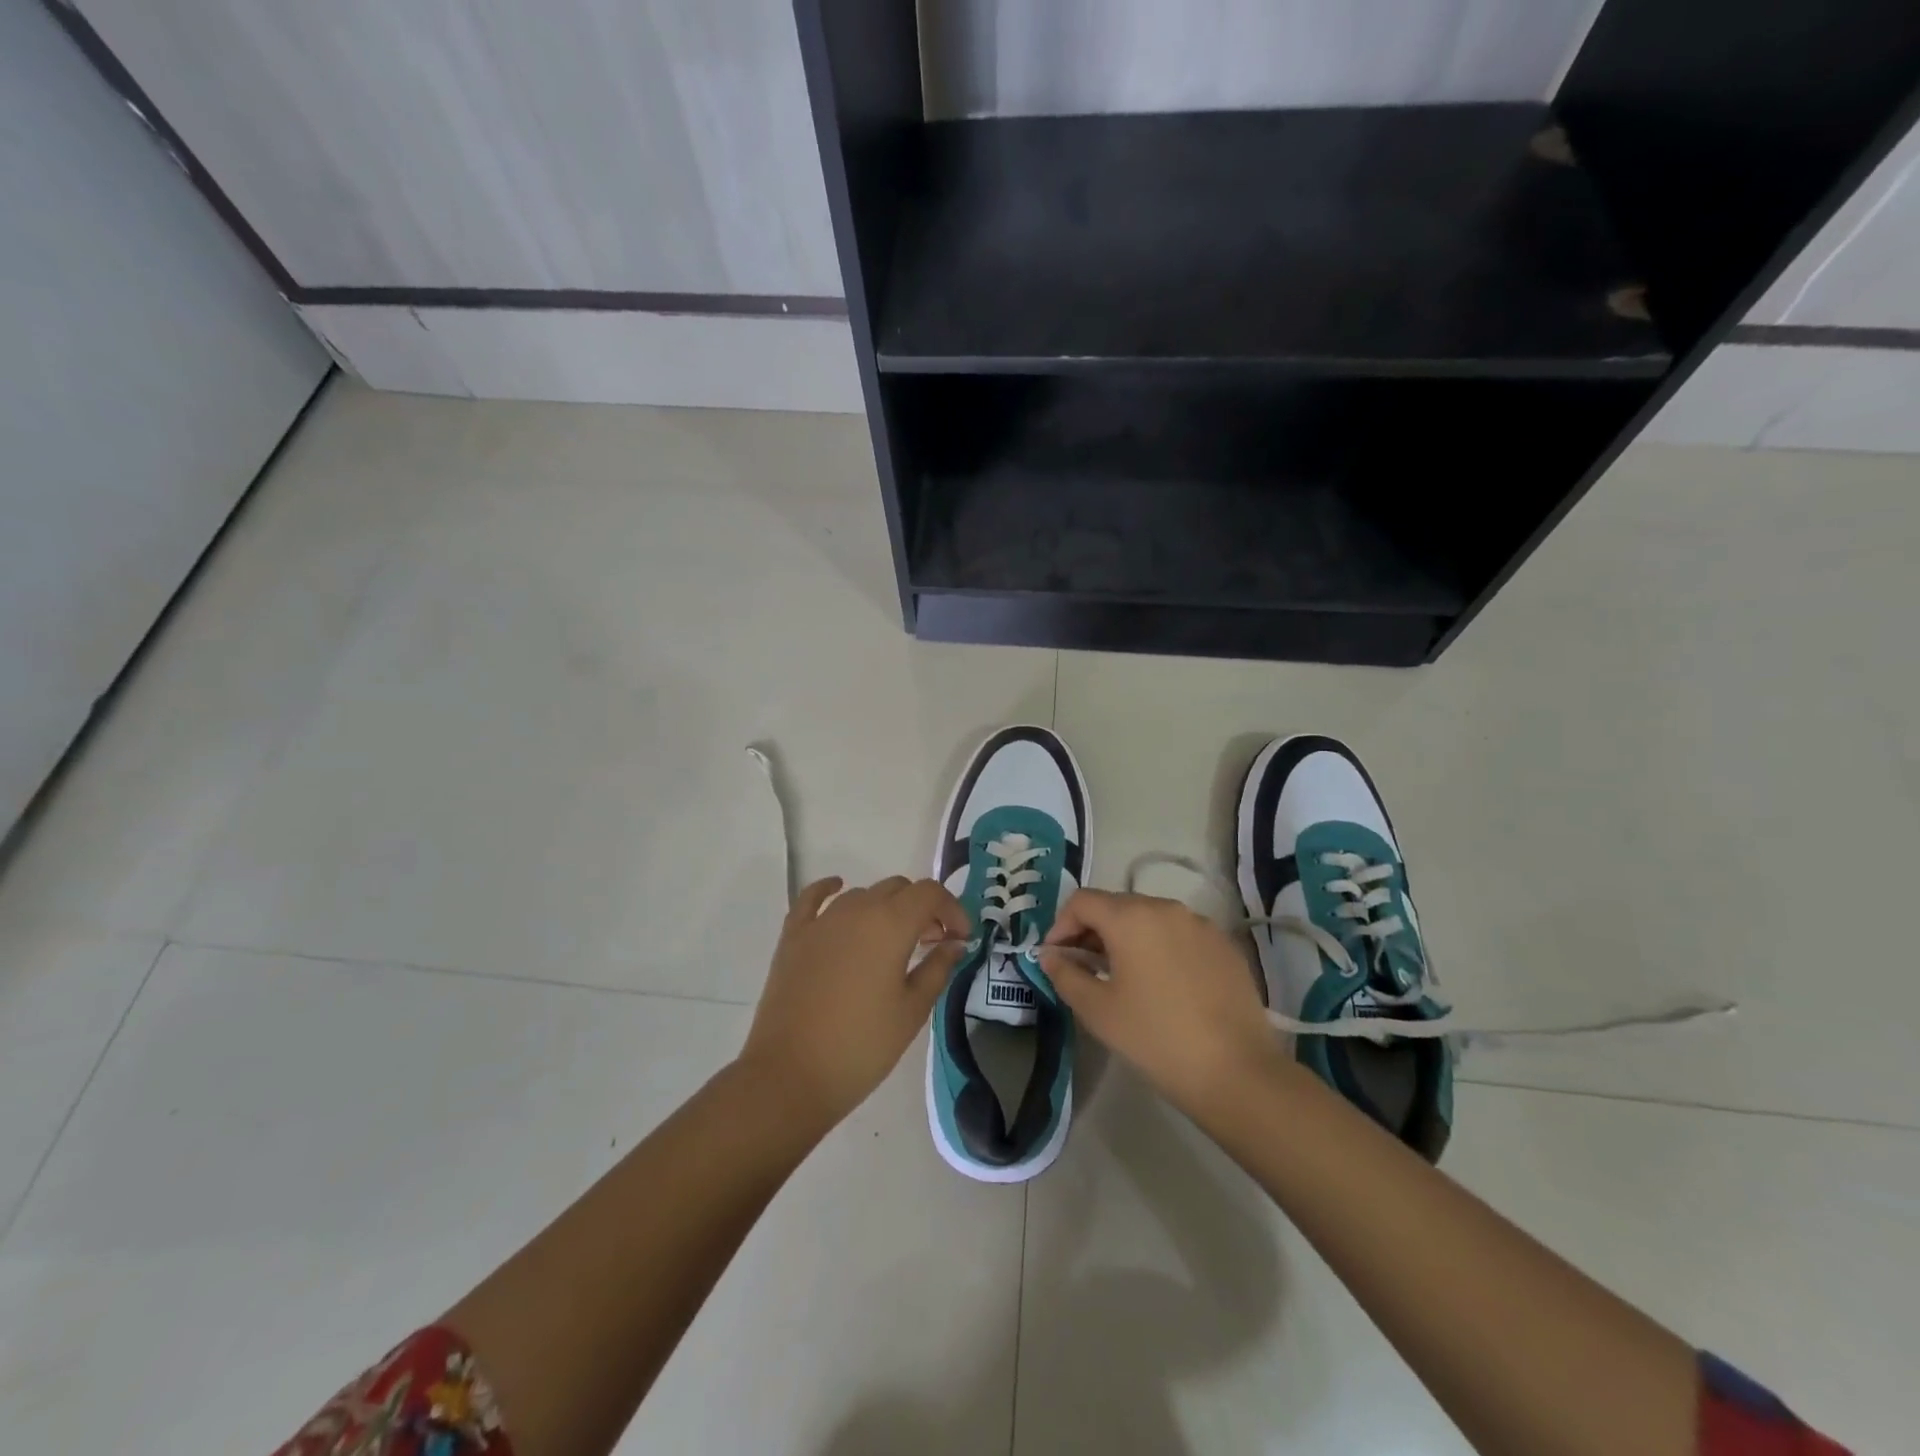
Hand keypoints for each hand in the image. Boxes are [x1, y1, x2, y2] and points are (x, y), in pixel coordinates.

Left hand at [738, 875, 969, 1128]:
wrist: (790, 1075)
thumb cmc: (862, 1046)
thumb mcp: (912, 1011)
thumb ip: (937, 969)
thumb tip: (954, 944)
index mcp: (890, 924)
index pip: (930, 894)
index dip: (952, 909)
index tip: (961, 938)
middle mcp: (857, 910)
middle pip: (898, 888)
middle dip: (922, 909)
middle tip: (931, 943)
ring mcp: (821, 921)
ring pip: (862, 895)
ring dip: (885, 907)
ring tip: (893, 941)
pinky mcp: (794, 935)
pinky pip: (814, 898)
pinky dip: (830, 889)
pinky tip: (837, 889)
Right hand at [1040, 889, 1283, 1115]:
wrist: (1237, 1073)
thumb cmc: (1156, 1038)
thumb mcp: (1097, 1010)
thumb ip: (1065, 974)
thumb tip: (1051, 955)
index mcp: (1131, 917)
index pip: (1082, 901)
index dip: (1060, 925)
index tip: (1055, 958)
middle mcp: (1166, 908)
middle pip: (1116, 905)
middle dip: (1092, 931)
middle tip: (1083, 968)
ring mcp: (1201, 925)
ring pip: (1150, 918)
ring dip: (1126, 938)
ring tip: (1121, 977)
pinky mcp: (1224, 946)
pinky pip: (1179, 935)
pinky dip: (1160, 948)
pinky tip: (1162, 985)